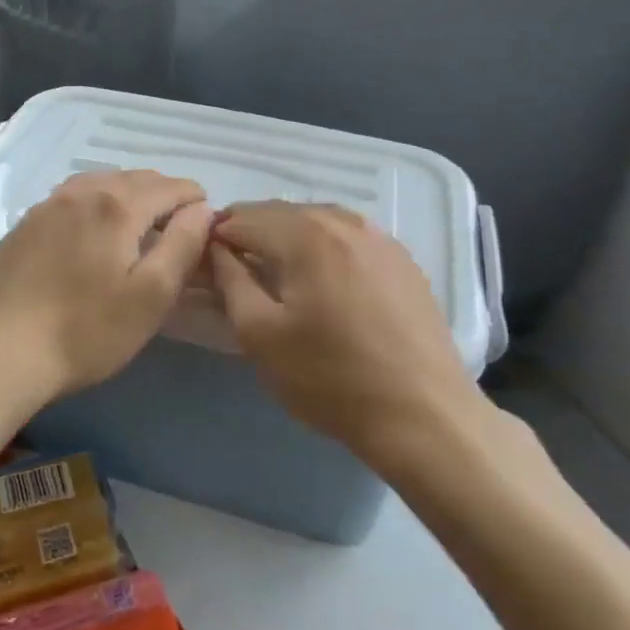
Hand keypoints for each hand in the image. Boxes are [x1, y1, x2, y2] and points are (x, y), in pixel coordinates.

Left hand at [0, 170, 213, 405]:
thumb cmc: (85, 331)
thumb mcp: (150, 297)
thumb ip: (182, 246)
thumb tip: (202, 209)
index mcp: (118, 206)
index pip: (169, 186)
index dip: (193, 198)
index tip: (205, 218)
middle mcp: (83, 192)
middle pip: (135, 178)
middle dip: (163, 192)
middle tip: (177, 221)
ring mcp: (49, 204)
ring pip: (101, 182)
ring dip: (128, 193)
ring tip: (140, 219)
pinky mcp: (26, 222)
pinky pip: (73, 195)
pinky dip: (96, 200)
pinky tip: (93, 225)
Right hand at [209, 202, 490, 466]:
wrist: (424, 416)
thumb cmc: (330, 378)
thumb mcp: (260, 335)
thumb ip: (230, 280)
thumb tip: (217, 248)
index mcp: (305, 234)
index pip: (243, 217)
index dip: (217, 237)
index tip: (205, 264)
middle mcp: (343, 221)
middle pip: (280, 213)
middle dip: (251, 233)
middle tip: (236, 271)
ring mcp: (379, 237)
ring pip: (316, 220)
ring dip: (287, 237)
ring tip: (277, 275)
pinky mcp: (402, 259)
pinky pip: (348, 236)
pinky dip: (323, 246)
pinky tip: (323, 280)